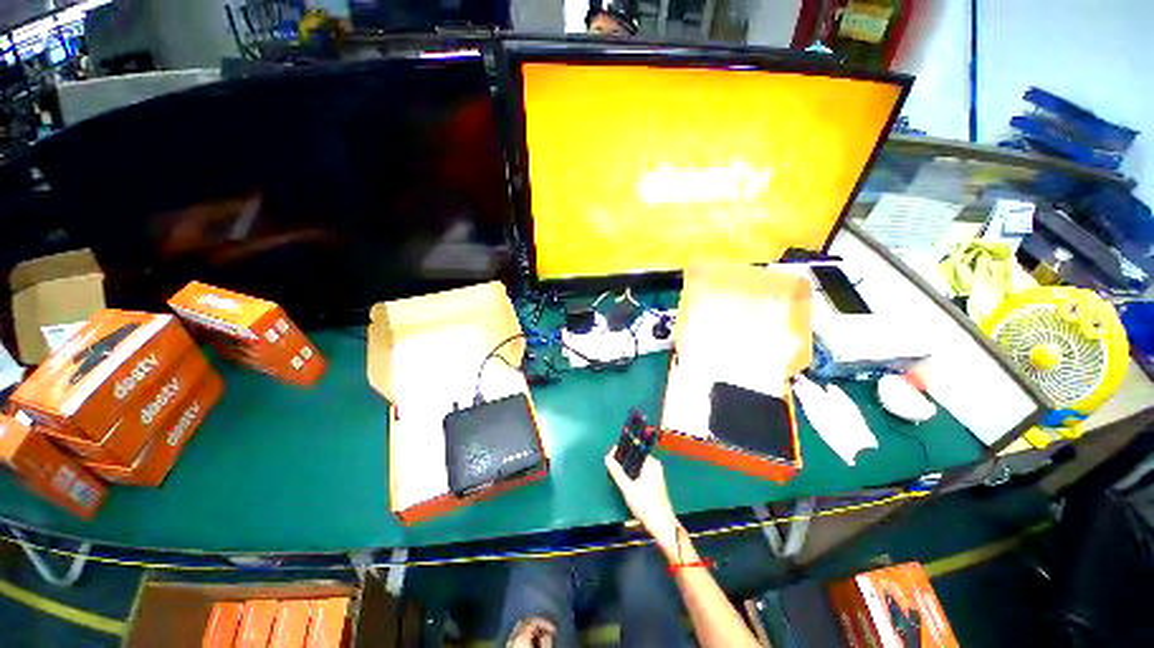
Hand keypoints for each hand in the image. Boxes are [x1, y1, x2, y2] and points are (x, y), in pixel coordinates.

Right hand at [604, 450, 681, 558]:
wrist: (662, 525)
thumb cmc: (646, 506)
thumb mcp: (627, 488)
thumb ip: (617, 472)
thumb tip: (608, 459)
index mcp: (650, 463)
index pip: (633, 449)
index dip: (620, 451)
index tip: (610, 455)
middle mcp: (654, 465)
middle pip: (635, 456)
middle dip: (623, 460)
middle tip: (611, 465)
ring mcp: (656, 473)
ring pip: (637, 465)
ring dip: (627, 468)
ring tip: (616, 473)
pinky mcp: (655, 481)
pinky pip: (641, 471)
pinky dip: (633, 474)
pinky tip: (626, 481)